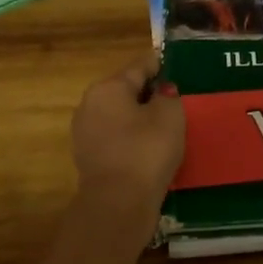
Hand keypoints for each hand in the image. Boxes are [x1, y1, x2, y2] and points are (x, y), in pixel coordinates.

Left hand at [70, 56, 185, 217]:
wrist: (119, 202)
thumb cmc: (146, 150)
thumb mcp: (170, 116)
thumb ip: (168, 96)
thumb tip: (162, 92)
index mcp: (108, 88)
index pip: (138, 67)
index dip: (159, 64)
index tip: (174, 61)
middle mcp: (90, 105)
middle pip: (125, 91)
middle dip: (149, 92)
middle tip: (176, 96)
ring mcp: (85, 133)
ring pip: (120, 116)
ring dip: (140, 117)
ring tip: (167, 123)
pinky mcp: (90, 158)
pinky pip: (117, 138)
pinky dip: (133, 137)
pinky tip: (151, 146)